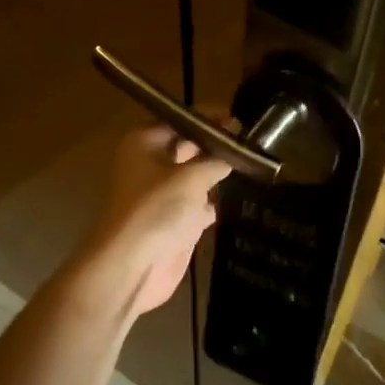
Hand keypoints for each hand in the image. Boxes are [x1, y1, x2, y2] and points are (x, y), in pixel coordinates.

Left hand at [74, 125, 231, 317]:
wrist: (133, 265)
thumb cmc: (158, 209)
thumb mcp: (192, 177)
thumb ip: (216, 161)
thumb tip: (233, 153)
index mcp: (144, 144)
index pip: (180, 121)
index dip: (208, 119)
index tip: (238, 119)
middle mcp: (149, 165)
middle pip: (187, 148)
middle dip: (215, 146)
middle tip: (250, 141)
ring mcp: (160, 195)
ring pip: (194, 177)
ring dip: (216, 175)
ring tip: (251, 165)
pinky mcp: (172, 222)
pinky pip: (197, 206)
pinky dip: (212, 204)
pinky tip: (236, 199)